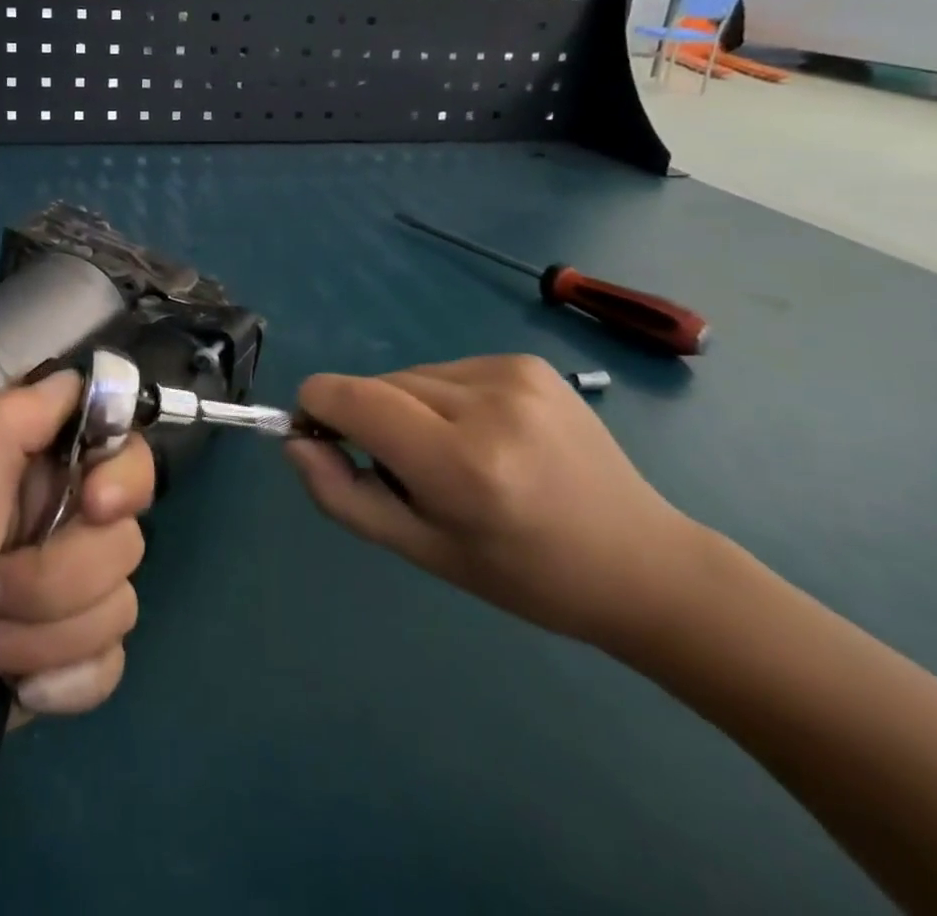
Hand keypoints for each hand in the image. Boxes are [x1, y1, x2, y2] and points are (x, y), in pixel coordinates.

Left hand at [0, 371, 154, 802]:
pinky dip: (59, 682)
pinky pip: (107, 664)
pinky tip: (14, 690)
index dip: (125, 475)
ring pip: (117, 605)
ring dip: (41, 637)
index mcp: (36, 471)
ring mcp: (65, 593)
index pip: (123, 448)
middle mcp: (59, 522)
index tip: (96, 506)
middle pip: (124, 539)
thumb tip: (75, 376)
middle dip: (54, 580)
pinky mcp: (64, 657)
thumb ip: (10, 424)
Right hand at [284, 355, 702, 650]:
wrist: (641, 563)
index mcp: (460, 463)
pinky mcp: (527, 362)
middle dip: (372, 421)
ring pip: (410, 375)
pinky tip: (486, 436)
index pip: (349, 397)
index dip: (316, 408)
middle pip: (377, 385)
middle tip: (413, 474)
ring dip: (409, 409)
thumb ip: (343, 495)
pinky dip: (445, 399)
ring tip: (456, 456)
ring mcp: (512, 374)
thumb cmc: (524, 575)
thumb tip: (295, 441)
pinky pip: (447, 369)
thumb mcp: (421, 552)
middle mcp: (486, 403)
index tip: (320, 438)